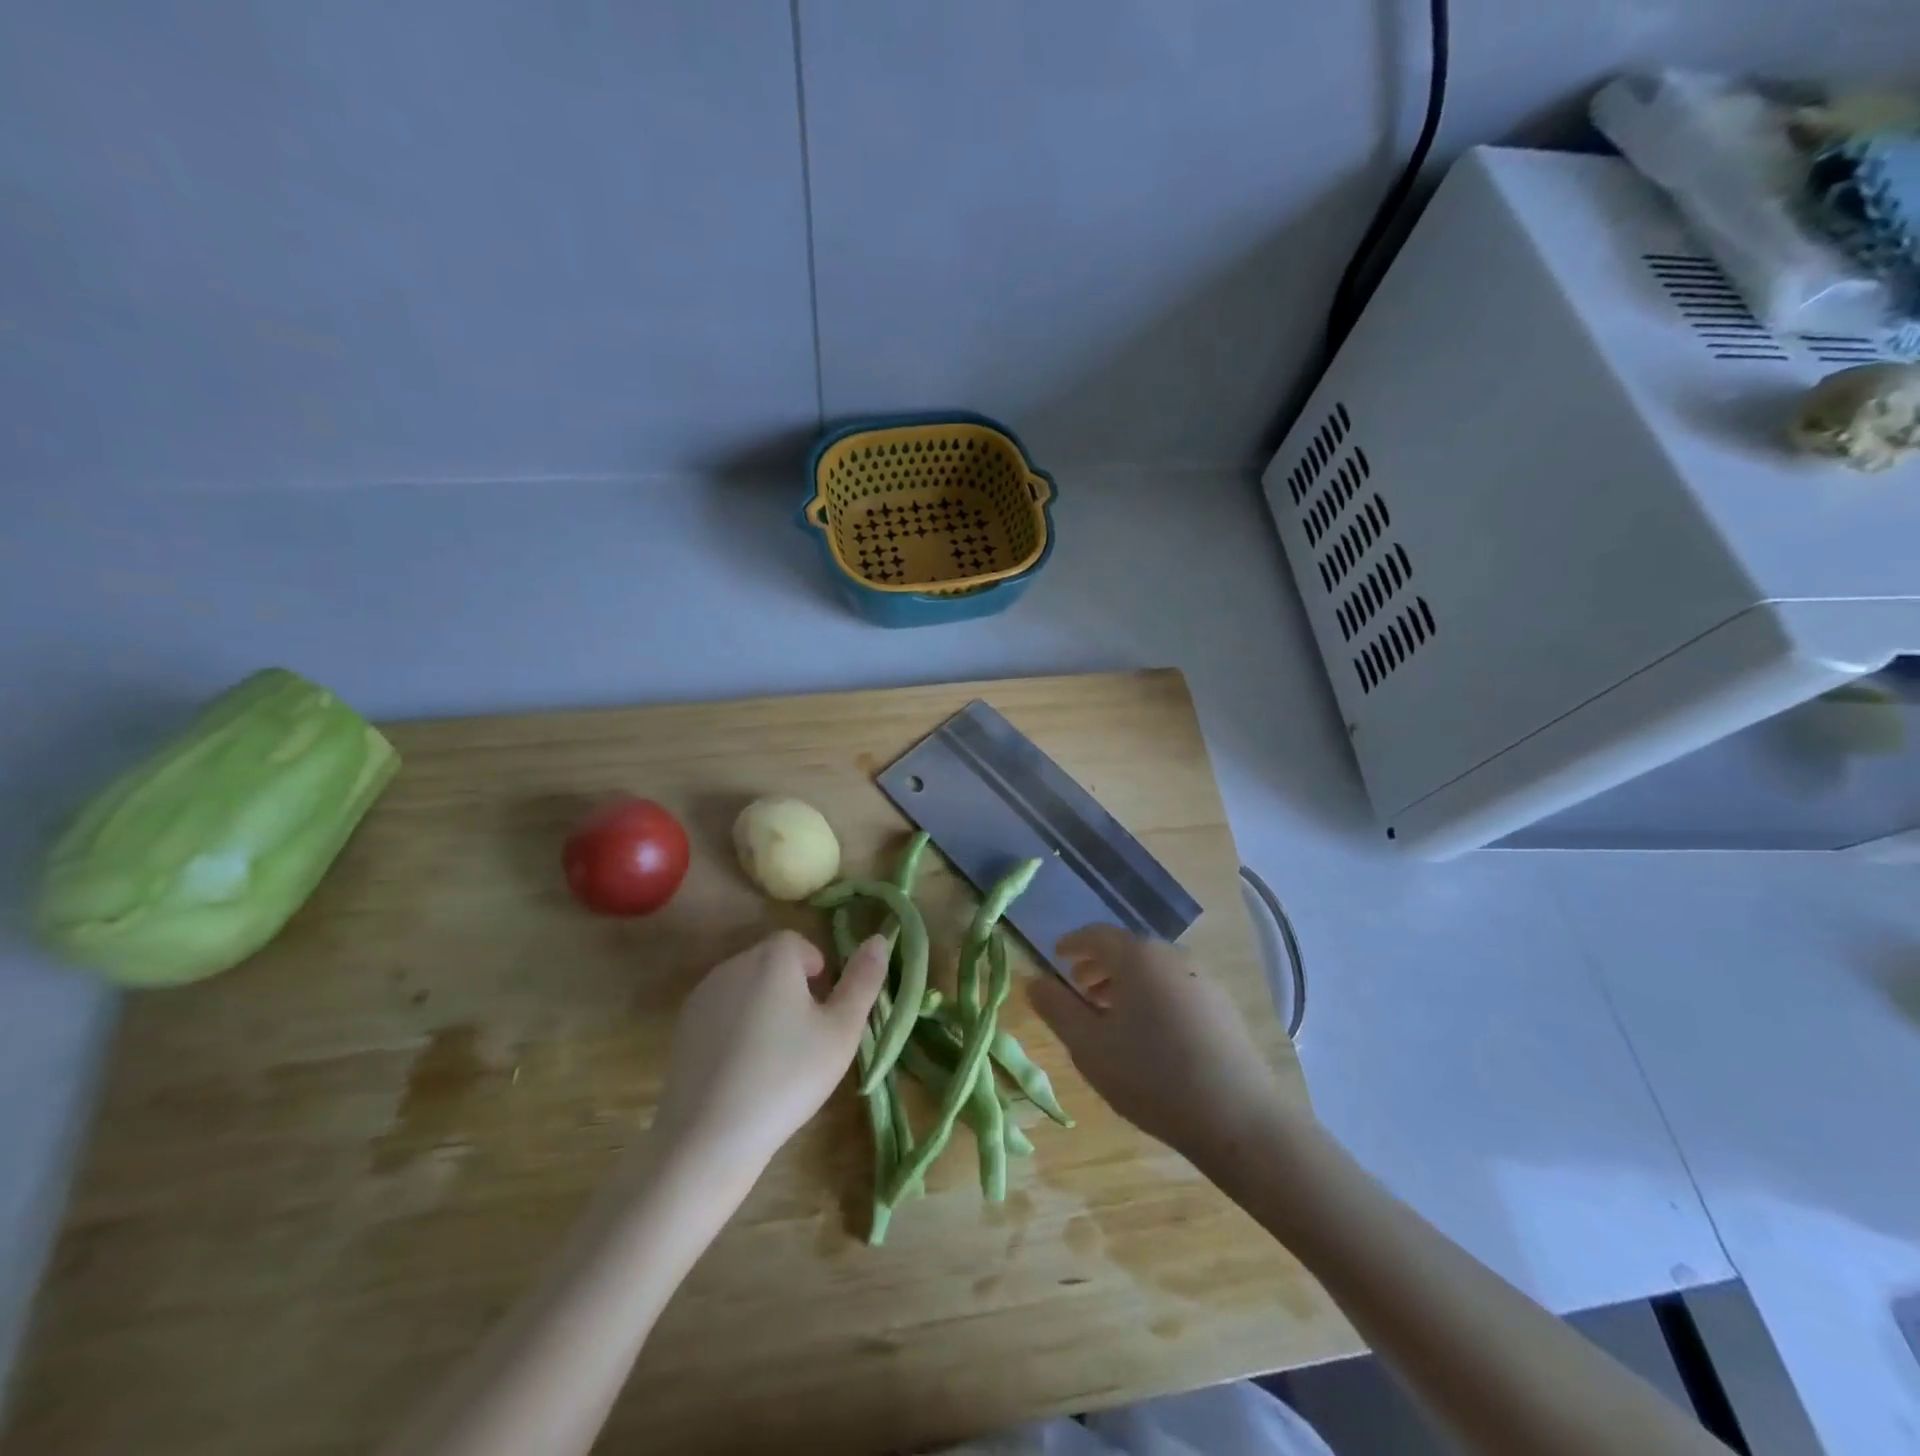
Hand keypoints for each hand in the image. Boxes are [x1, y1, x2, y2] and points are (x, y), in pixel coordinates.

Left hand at [654, 930, 888, 1175]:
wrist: (709, 1136)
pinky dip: (736, 1028)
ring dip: (764, 1007)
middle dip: (792, 989)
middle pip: (772, 963)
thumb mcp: (841, 1031)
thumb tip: (879, 938)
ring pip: (746, 987)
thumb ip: (863, 980)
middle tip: (806, 1037)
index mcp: (773, 958)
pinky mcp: (682, 1027)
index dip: (818, 973)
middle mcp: (734, 964)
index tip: (824, 1012)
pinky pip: (722, 1012)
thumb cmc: (788, 1076)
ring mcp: (703, 995)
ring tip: (775, 1057)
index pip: (800, 944)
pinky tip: (743, 1070)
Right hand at [1029, 926, 1293, 1170]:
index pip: (1096, 935)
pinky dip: (1153, 996)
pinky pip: (1176, 987)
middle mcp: (1172, 956)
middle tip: (1079, 988)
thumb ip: (1056, 1008)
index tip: (1056, 956)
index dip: (1073, 944)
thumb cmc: (1150, 1075)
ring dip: (1126, 983)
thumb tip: (1033, 980)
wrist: (1237, 1117)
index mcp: (1137, 956)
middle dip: (1099, 965)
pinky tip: (1149, 1033)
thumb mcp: (1089, 1046)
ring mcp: (1203, 979)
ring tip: (1110, 1014)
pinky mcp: (1223, 1006)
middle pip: (1127, 950)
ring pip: (1153, 970)